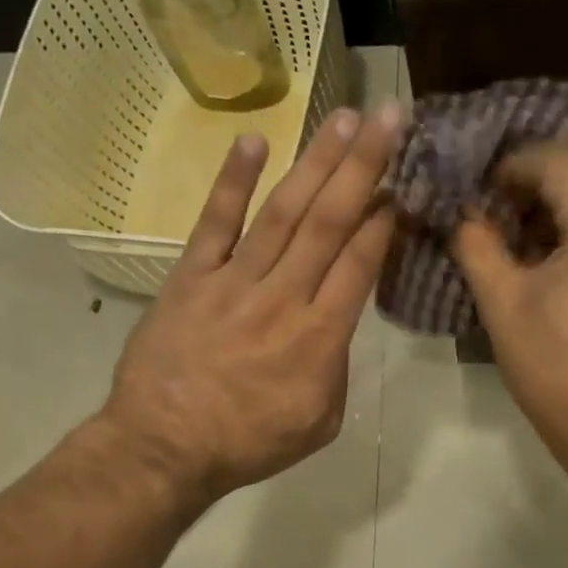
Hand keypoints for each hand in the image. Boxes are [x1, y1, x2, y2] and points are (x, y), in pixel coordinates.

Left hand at [99, 104, 399, 500]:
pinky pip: (215, 223)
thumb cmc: (250, 442)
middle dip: (364, 167)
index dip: (384, 218)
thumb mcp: (320, 420)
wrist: (163, 448)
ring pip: (283, 212)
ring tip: (344, 119)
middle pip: (330, 221)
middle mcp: (284, 296)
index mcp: (321, 336)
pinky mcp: (191, 277)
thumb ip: (336, 367)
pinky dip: (234, 182)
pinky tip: (253, 141)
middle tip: (391, 119)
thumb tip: (334, 326)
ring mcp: (234, 281)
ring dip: (316, 162)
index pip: (360, 262)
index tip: (404, 181)